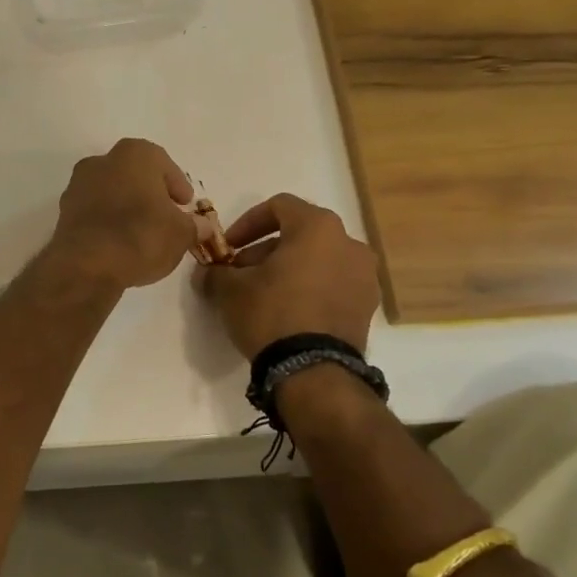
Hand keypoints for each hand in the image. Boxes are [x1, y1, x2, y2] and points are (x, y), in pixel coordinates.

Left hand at [48, 139, 198, 291]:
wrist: (87, 264)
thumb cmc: (141, 235)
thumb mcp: (181, 233)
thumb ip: (194, 226)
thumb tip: (201, 226)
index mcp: (134, 154)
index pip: (163, 163)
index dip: (177, 185)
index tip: (185, 204)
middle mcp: (102, 161)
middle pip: (134, 175)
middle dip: (150, 194)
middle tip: (165, 217)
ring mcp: (78, 185)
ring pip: (111, 192)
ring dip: (127, 208)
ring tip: (143, 234)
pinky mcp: (64, 212)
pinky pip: (95, 212)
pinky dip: (107, 222)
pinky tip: (119, 243)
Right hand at [198, 193, 380, 356]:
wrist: (313, 371)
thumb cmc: (271, 314)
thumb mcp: (230, 290)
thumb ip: (216, 272)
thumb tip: (208, 273)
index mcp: (318, 227)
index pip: (279, 206)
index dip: (247, 223)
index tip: (228, 247)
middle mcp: (349, 243)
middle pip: (300, 234)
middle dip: (266, 250)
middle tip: (241, 274)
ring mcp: (364, 276)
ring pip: (318, 260)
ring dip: (289, 269)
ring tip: (263, 295)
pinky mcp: (368, 306)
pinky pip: (333, 284)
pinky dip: (310, 288)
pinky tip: (288, 312)